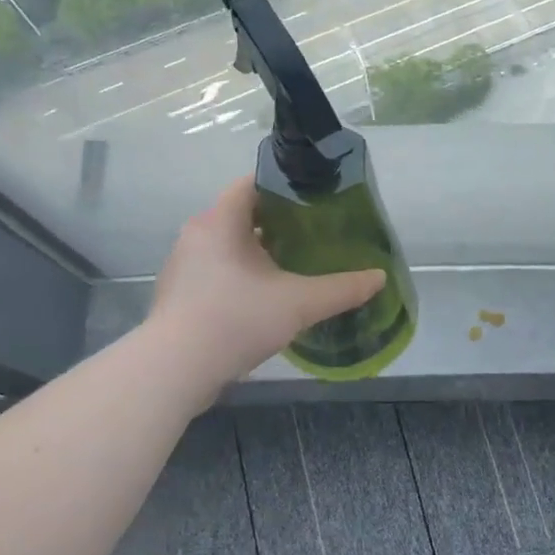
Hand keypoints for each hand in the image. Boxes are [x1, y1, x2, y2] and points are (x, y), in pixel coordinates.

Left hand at [148, 176, 386, 389]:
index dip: (286, 187)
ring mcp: (183, 265)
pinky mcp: (179, 294)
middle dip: (278, 222)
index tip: (316, 200)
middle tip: (314, 234)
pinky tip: (264, 297)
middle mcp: (197, 234)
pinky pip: (216, 270)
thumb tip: (380, 277)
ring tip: (295, 264)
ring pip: (228, 244)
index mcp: (221, 220)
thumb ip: (342, 289)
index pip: (253, 184)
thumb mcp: (300, 303)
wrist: (174, 370)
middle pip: (243, 214)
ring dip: (259, 250)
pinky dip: (240, 274)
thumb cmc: (236, 319)